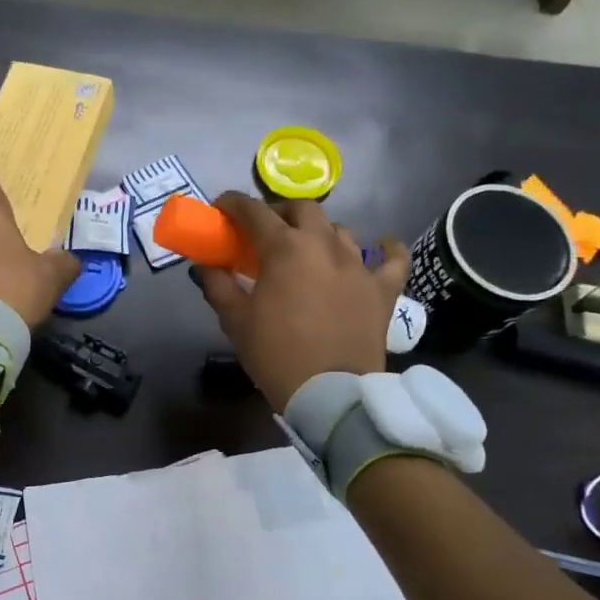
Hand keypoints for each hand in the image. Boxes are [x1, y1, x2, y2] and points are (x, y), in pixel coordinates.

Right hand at [194, 193, 410, 410]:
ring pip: (339, 230)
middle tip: (264, 232)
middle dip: (279, 212)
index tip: (220, 209)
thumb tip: (206, 265)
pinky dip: (386, 249)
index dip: (232, 204)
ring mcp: (358, 264)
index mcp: (284, 249)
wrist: (330, 394)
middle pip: (301, 209)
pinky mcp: (383, 288)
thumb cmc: (276, 354)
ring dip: (319, 232)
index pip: (253, 211)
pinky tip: (381, 246)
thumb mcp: (235, 320)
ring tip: (308, 249)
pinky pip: (393, 259)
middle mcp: (323, 245)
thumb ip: (218, 285)